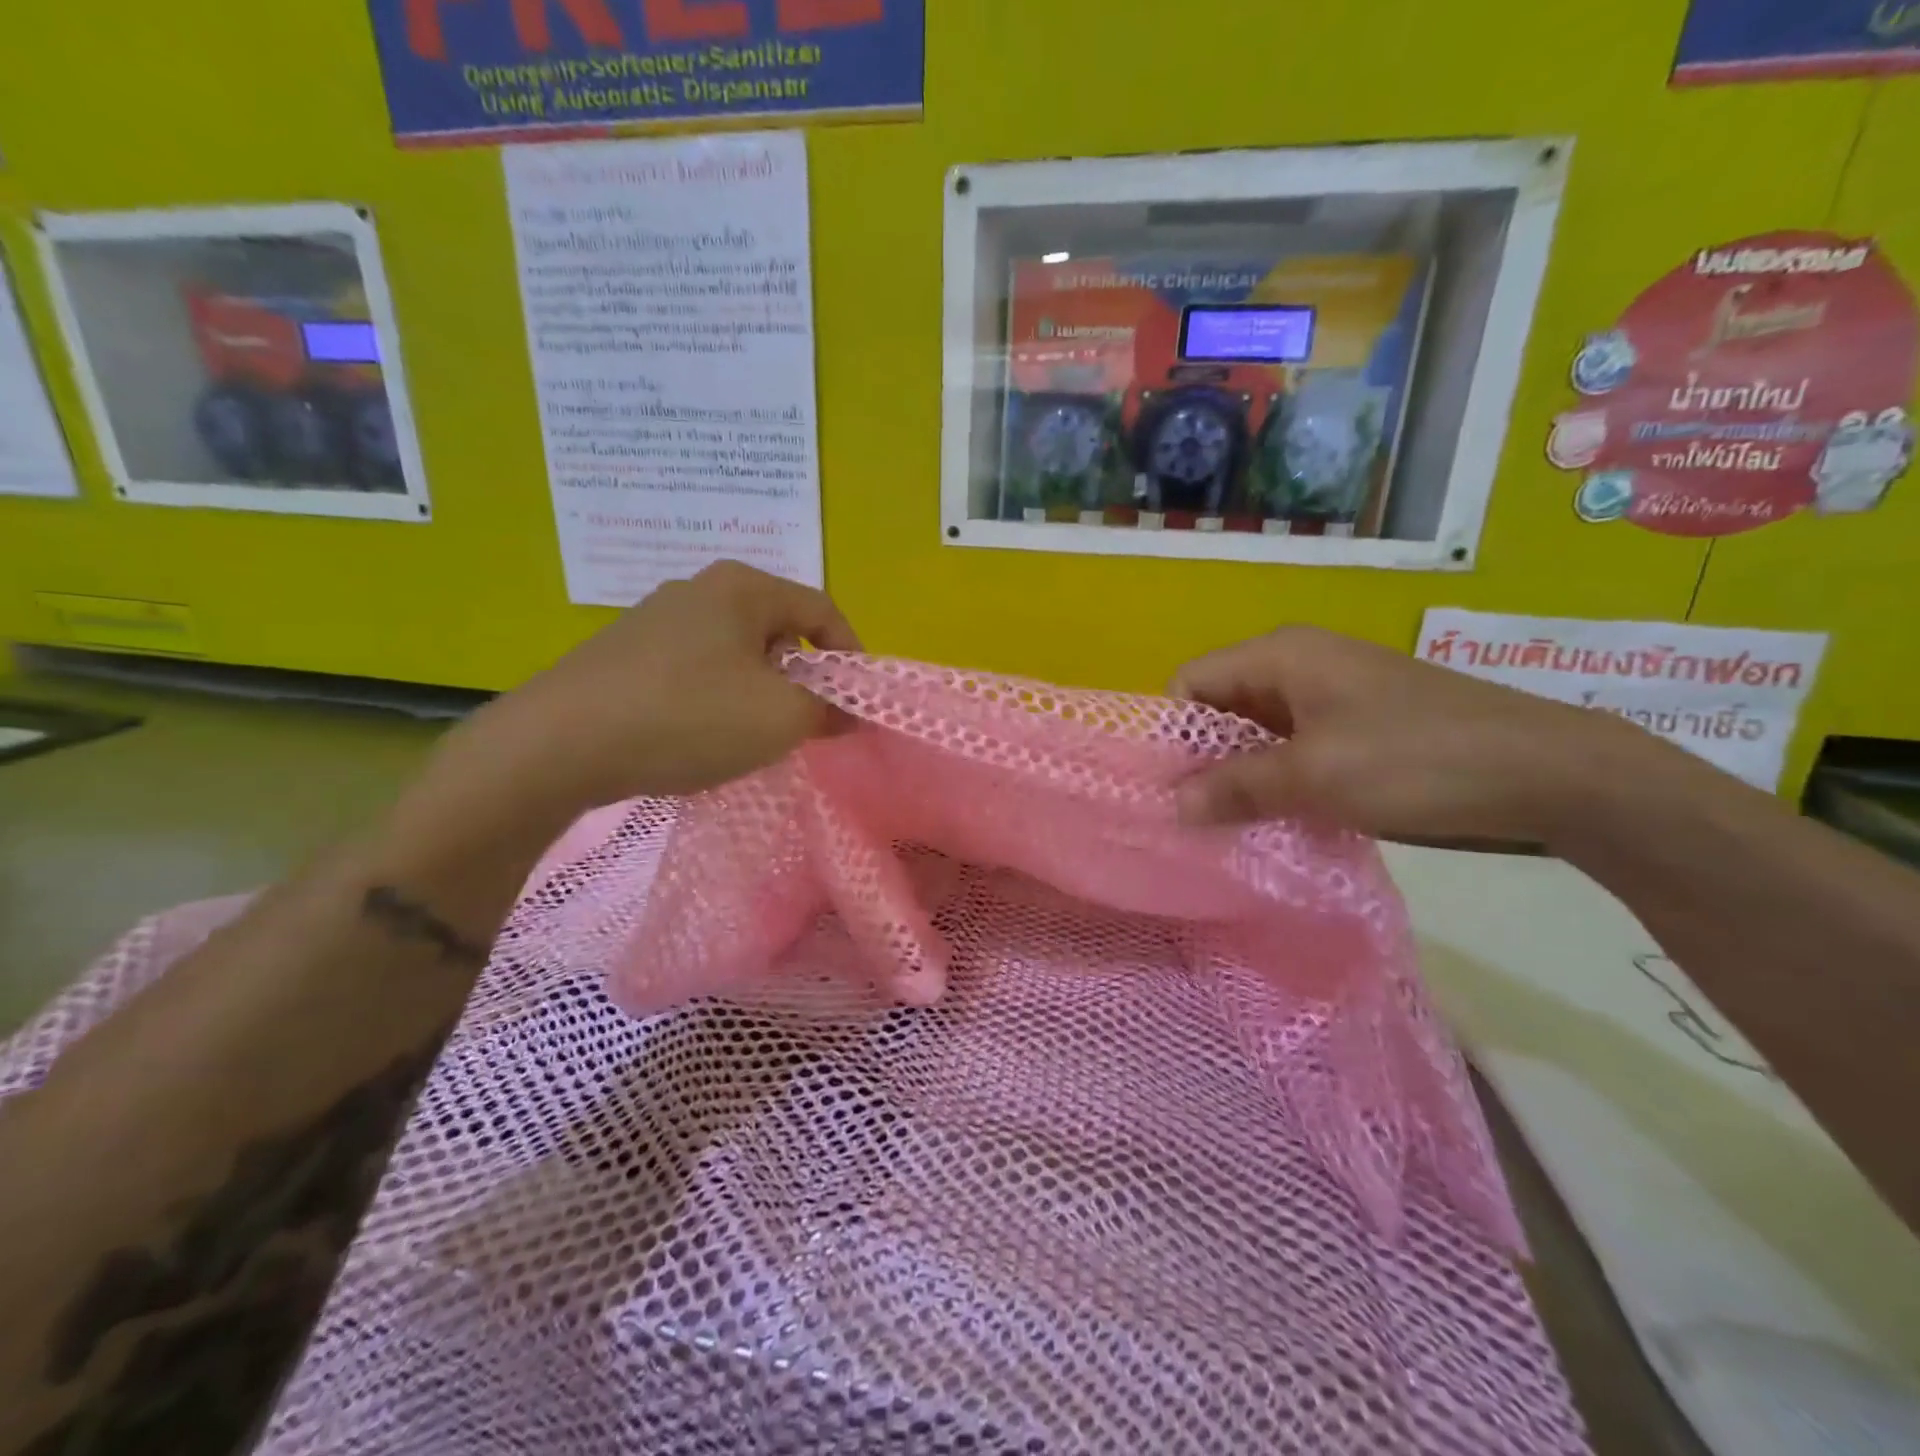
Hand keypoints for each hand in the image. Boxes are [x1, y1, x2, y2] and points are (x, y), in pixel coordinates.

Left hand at [409, 562, 859, 837]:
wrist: (558, 744)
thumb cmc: (688, 716)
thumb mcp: (779, 717)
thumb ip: (828, 710)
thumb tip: (847, 712)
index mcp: (742, 587)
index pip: (822, 609)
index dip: (851, 655)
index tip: (856, 702)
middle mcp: (698, 589)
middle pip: (778, 629)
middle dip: (803, 677)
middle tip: (806, 723)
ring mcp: (655, 619)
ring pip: (736, 653)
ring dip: (759, 691)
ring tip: (753, 735)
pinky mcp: (625, 653)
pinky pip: (696, 670)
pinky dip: (716, 699)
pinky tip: (700, 736)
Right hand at [1170, 625, 1645, 845]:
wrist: (1551, 773)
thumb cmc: (1418, 759)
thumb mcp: (1314, 776)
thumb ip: (1234, 787)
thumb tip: (1170, 806)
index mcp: (1279, 654)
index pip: (1189, 683)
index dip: (1170, 734)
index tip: (1167, 791)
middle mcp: (1298, 664)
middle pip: (1219, 707)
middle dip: (1202, 760)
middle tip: (1195, 819)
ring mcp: (1331, 694)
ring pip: (1256, 733)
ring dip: (1241, 777)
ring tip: (1231, 827)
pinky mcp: (1358, 725)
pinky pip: (1293, 749)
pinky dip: (1278, 781)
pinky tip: (1281, 818)